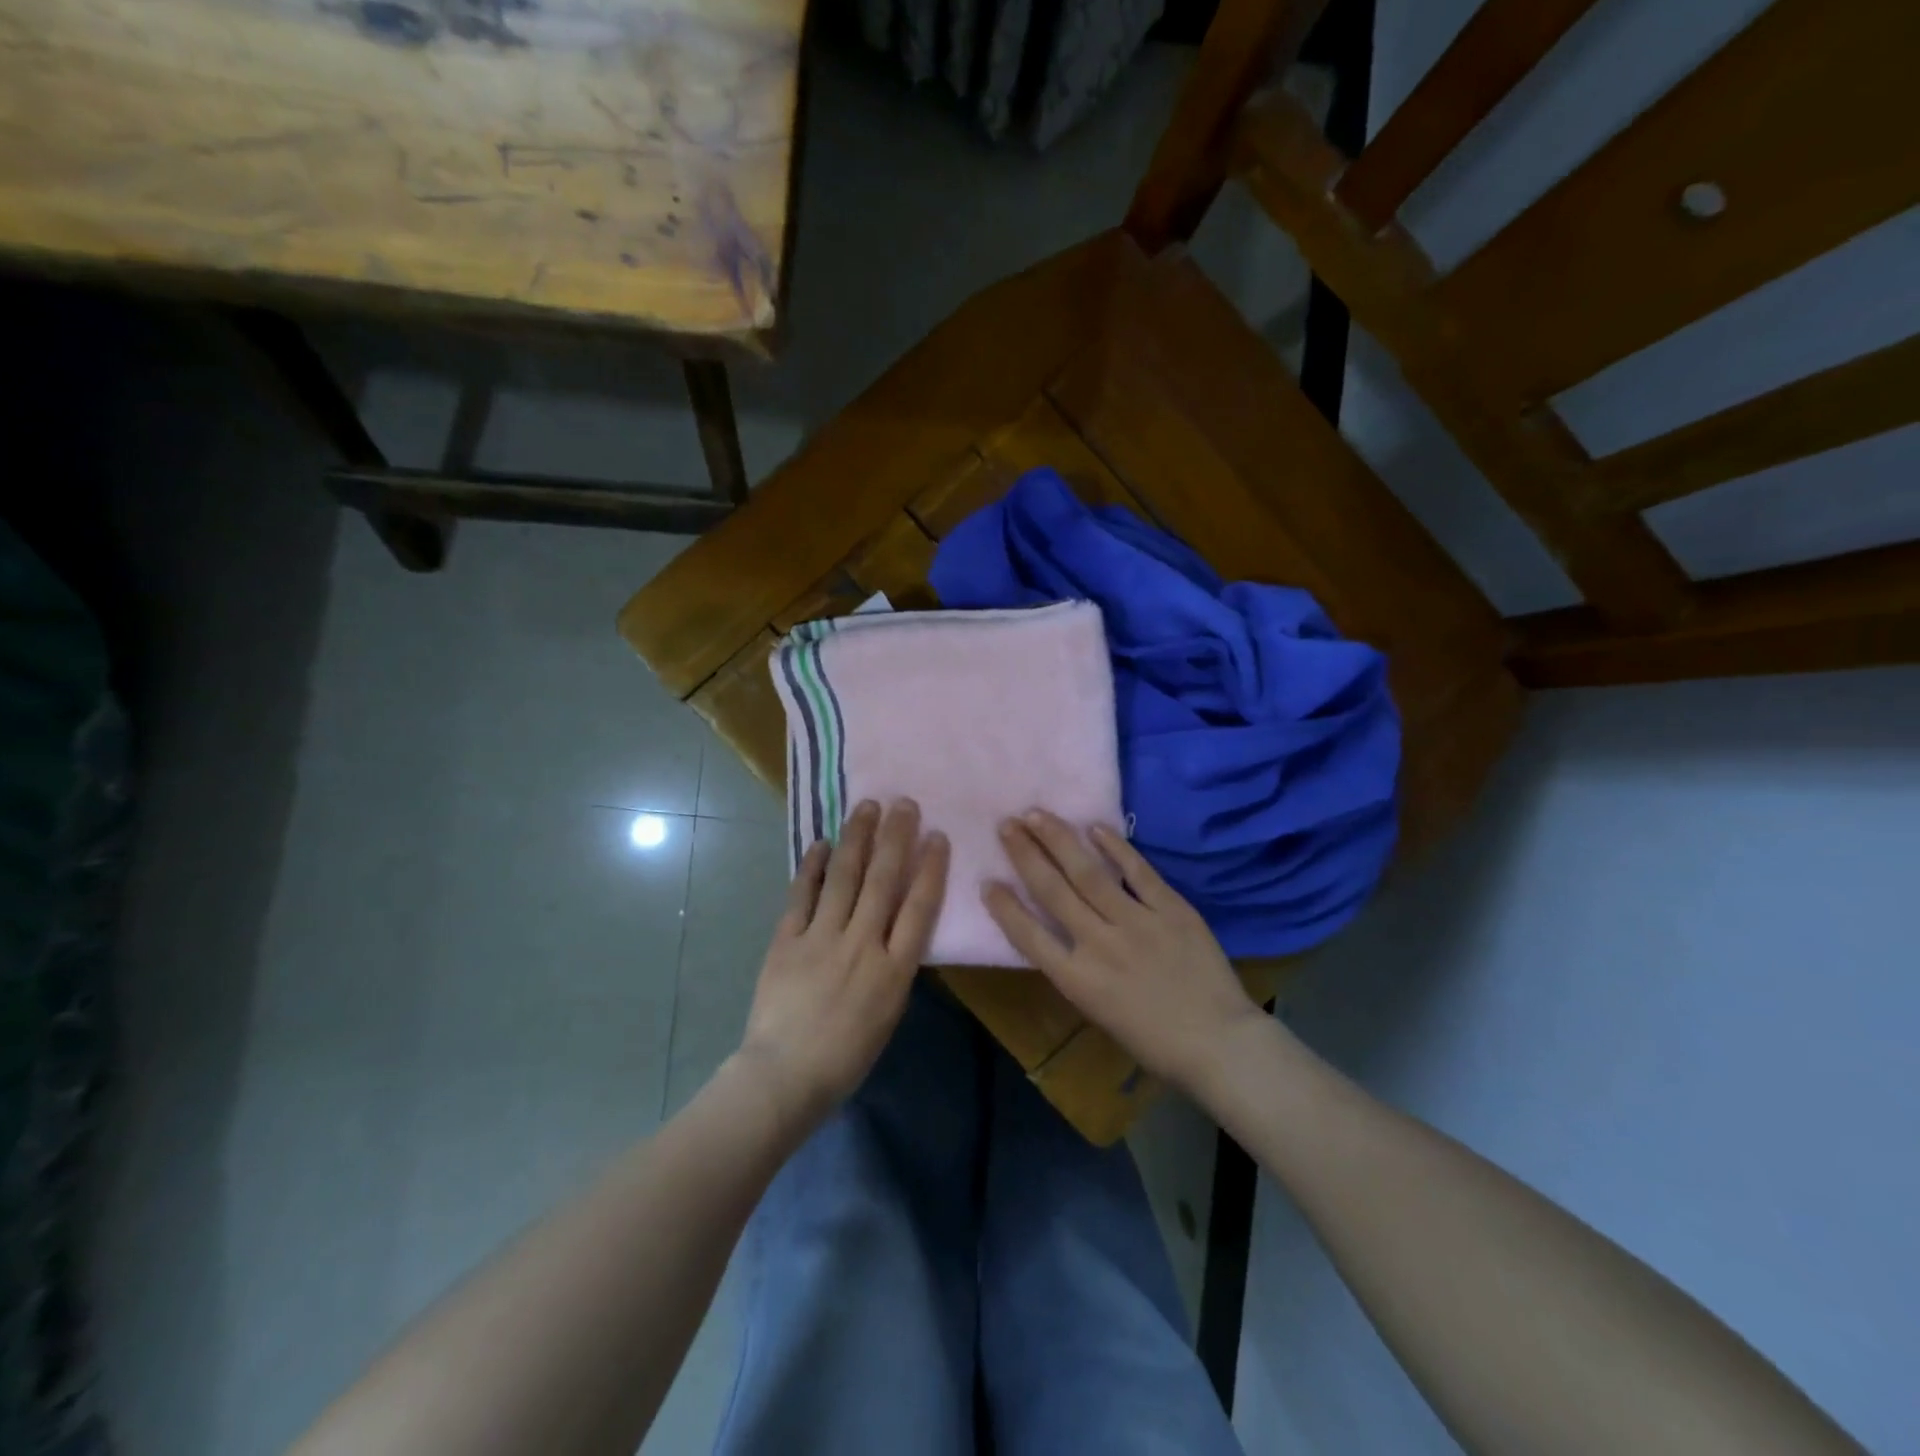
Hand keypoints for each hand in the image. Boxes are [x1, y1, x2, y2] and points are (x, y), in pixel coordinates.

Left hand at [735, 799, 948, 1128]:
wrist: (785, 1075)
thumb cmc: (846, 1056)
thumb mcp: (888, 1014)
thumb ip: (895, 967)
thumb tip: (895, 927)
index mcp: (894, 970)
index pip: (919, 906)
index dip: (930, 867)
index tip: (937, 835)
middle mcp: (862, 944)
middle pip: (883, 880)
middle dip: (895, 838)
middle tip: (904, 803)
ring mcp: (822, 938)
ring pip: (844, 877)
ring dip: (857, 838)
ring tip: (866, 806)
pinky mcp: (787, 939)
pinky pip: (802, 894)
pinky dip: (813, 866)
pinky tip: (822, 842)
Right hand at [983, 811, 1263, 1095]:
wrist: (1220, 1044)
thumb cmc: (1155, 1042)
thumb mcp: (1100, 1013)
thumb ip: (1077, 970)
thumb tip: (1060, 933)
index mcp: (1078, 980)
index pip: (1029, 936)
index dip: (1004, 907)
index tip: (987, 880)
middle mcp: (1100, 945)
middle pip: (1053, 890)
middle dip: (1025, 854)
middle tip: (1006, 824)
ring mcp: (1137, 922)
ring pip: (1088, 872)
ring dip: (1059, 839)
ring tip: (1037, 814)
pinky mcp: (1171, 909)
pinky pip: (1138, 871)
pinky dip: (1116, 847)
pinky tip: (1095, 827)